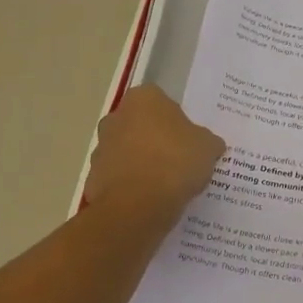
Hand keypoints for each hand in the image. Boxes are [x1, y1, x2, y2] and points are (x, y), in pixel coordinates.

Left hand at [84, 87, 224, 225]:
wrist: (138, 204)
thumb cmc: (176, 161)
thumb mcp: (208, 147)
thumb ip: (208, 141)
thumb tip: (209, 145)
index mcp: (144, 99)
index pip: (162, 102)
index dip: (177, 121)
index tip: (189, 140)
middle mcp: (116, 117)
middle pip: (141, 126)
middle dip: (156, 140)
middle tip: (180, 160)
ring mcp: (101, 148)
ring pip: (128, 152)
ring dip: (142, 163)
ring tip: (166, 185)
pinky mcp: (94, 178)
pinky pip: (120, 178)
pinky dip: (132, 186)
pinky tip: (150, 200)